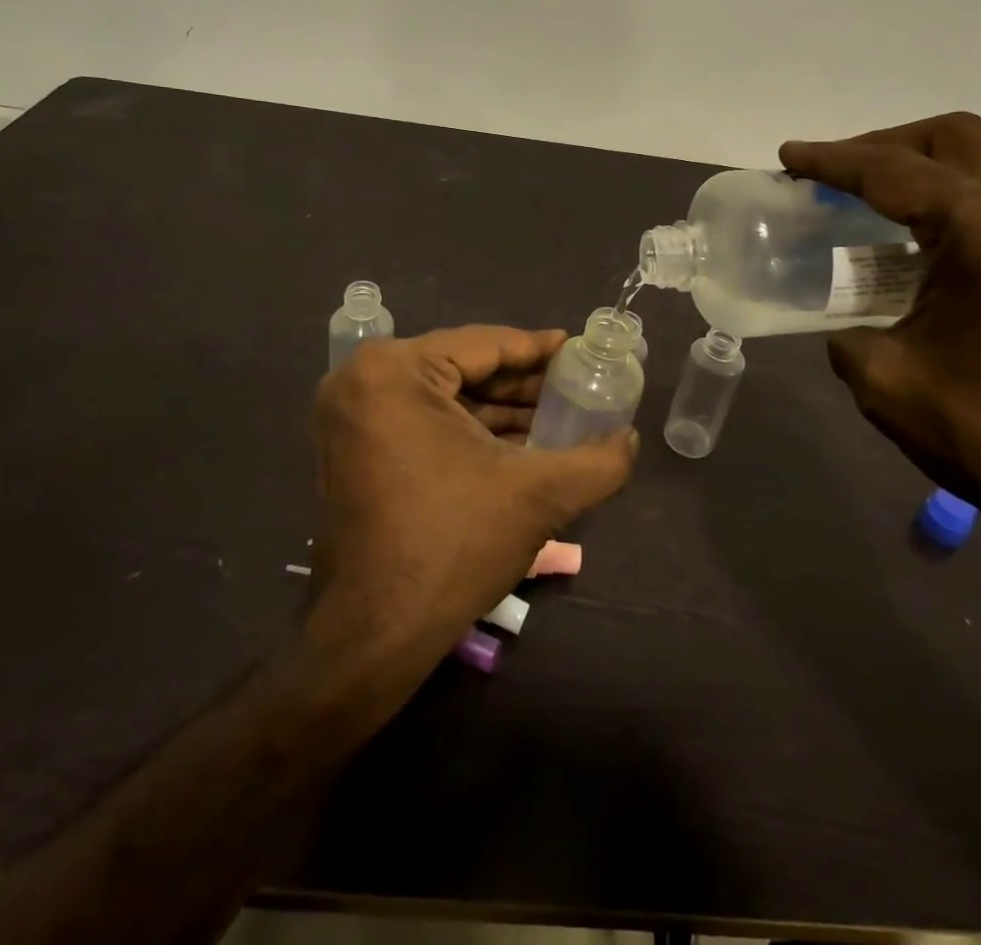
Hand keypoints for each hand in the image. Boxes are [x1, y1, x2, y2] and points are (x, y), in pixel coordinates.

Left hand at [305, 326, 635, 662]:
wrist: (374, 635)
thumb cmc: (453, 545)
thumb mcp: (538, 495)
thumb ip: (598, 461)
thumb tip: (630, 439)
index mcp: (394, 371)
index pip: (484, 344)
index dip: (539, 349)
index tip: (579, 349)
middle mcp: (361, 381)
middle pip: (461, 368)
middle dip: (521, 383)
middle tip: (574, 386)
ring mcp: (349, 418)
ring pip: (442, 397)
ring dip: (498, 409)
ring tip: (556, 416)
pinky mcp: (351, 451)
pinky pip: (420, 421)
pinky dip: (467, 430)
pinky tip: (516, 443)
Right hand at [781, 114, 980, 542]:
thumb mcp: (885, 382)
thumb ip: (847, 328)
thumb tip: (848, 314)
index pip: (897, 173)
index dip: (835, 160)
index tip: (792, 154)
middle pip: (965, 135)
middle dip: (894, 143)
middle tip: (851, 173)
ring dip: (955, 153)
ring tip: (915, 188)